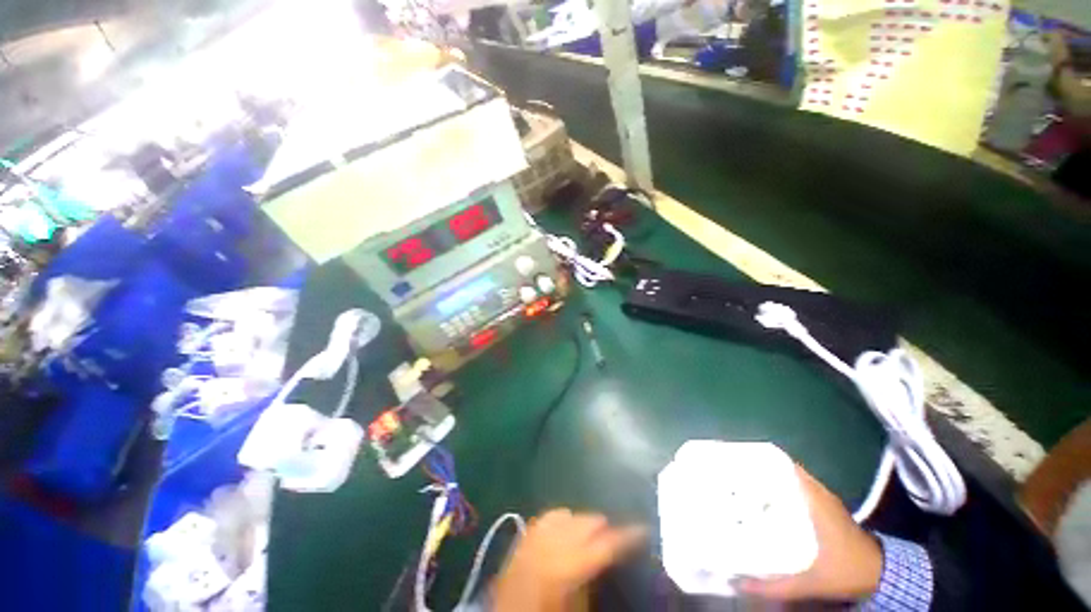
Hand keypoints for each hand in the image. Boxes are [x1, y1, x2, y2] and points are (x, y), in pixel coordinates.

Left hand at [492, 509, 646, 611]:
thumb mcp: (578, 606)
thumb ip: (592, 579)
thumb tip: (607, 557)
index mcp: (570, 566)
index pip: (606, 544)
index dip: (627, 535)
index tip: (643, 528)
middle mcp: (554, 543)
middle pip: (587, 522)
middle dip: (604, 526)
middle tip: (616, 535)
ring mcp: (537, 534)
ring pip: (569, 515)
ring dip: (583, 522)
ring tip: (593, 530)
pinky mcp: (526, 533)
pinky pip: (550, 516)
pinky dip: (562, 518)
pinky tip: (566, 524)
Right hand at [736, 466, 882, 601]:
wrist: (880, 575)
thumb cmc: (845, 570)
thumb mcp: (810, 582)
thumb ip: (775, 585)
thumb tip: (738, 583)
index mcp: (812, 498)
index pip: (780, 464)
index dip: (755, 459)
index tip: (733, 462)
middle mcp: (815, 490)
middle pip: (778, 468)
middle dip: (753, 470)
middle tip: (729, 476)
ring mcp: (821, 497)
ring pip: (786, 477)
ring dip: (765, 479)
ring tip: (739, 486)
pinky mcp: (823, 506)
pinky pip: (794, 488)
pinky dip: (778, 489)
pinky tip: (763, 502)